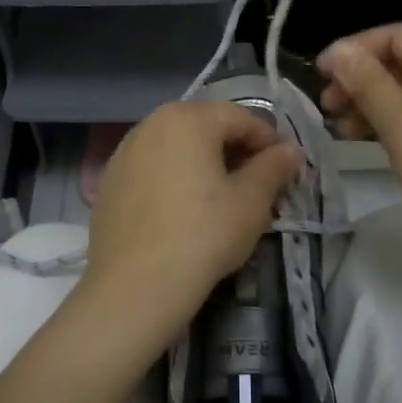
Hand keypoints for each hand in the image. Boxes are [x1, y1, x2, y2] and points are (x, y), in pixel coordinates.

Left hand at [81, 101, 302, 355]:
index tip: (286, 169)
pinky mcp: (110, 179)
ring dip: (204, 162)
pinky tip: (184, 209)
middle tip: (258, 184)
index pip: (241, 118)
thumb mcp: (251, 202)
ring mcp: (125, 150)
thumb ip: (273, 167)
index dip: (269, 141)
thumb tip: (291, 150)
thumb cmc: (203, 234)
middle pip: (206, 127)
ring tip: (222, 197)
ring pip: (177, 146)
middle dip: (235, 150)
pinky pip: (153, 167)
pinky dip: (174, 177)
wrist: (134, 284)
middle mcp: (152, 122)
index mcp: (189, 118)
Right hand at [318, 24, 401, 248]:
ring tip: (341, 127)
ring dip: (372, 101)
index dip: (355, 48)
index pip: (396, 36)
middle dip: (361, 77)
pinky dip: (392, 120)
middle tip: (327, 105)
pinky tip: (367, 139)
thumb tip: (339, 51)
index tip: (320, 74)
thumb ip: (369, 85)